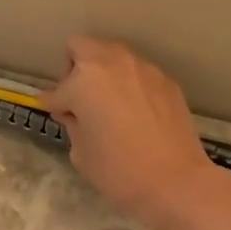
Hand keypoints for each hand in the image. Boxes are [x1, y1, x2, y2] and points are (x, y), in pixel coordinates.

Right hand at [40, 37, 224, 229]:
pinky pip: (138, 74)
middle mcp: (113, 63)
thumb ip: (73, 124)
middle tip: (81, 100)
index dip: (54, 106)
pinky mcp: (166, 81)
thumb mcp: (81, 152)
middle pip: (82, 47)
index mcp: (84, 80)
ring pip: (113, 57)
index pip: (56, 90)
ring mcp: (143, 69)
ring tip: (110, 106)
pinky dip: (130, 86)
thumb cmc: (119, 172)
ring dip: (105, 74)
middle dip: (75, 70)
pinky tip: (137, 114)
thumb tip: (75, 113)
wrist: (176, 182)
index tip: (58, 116)